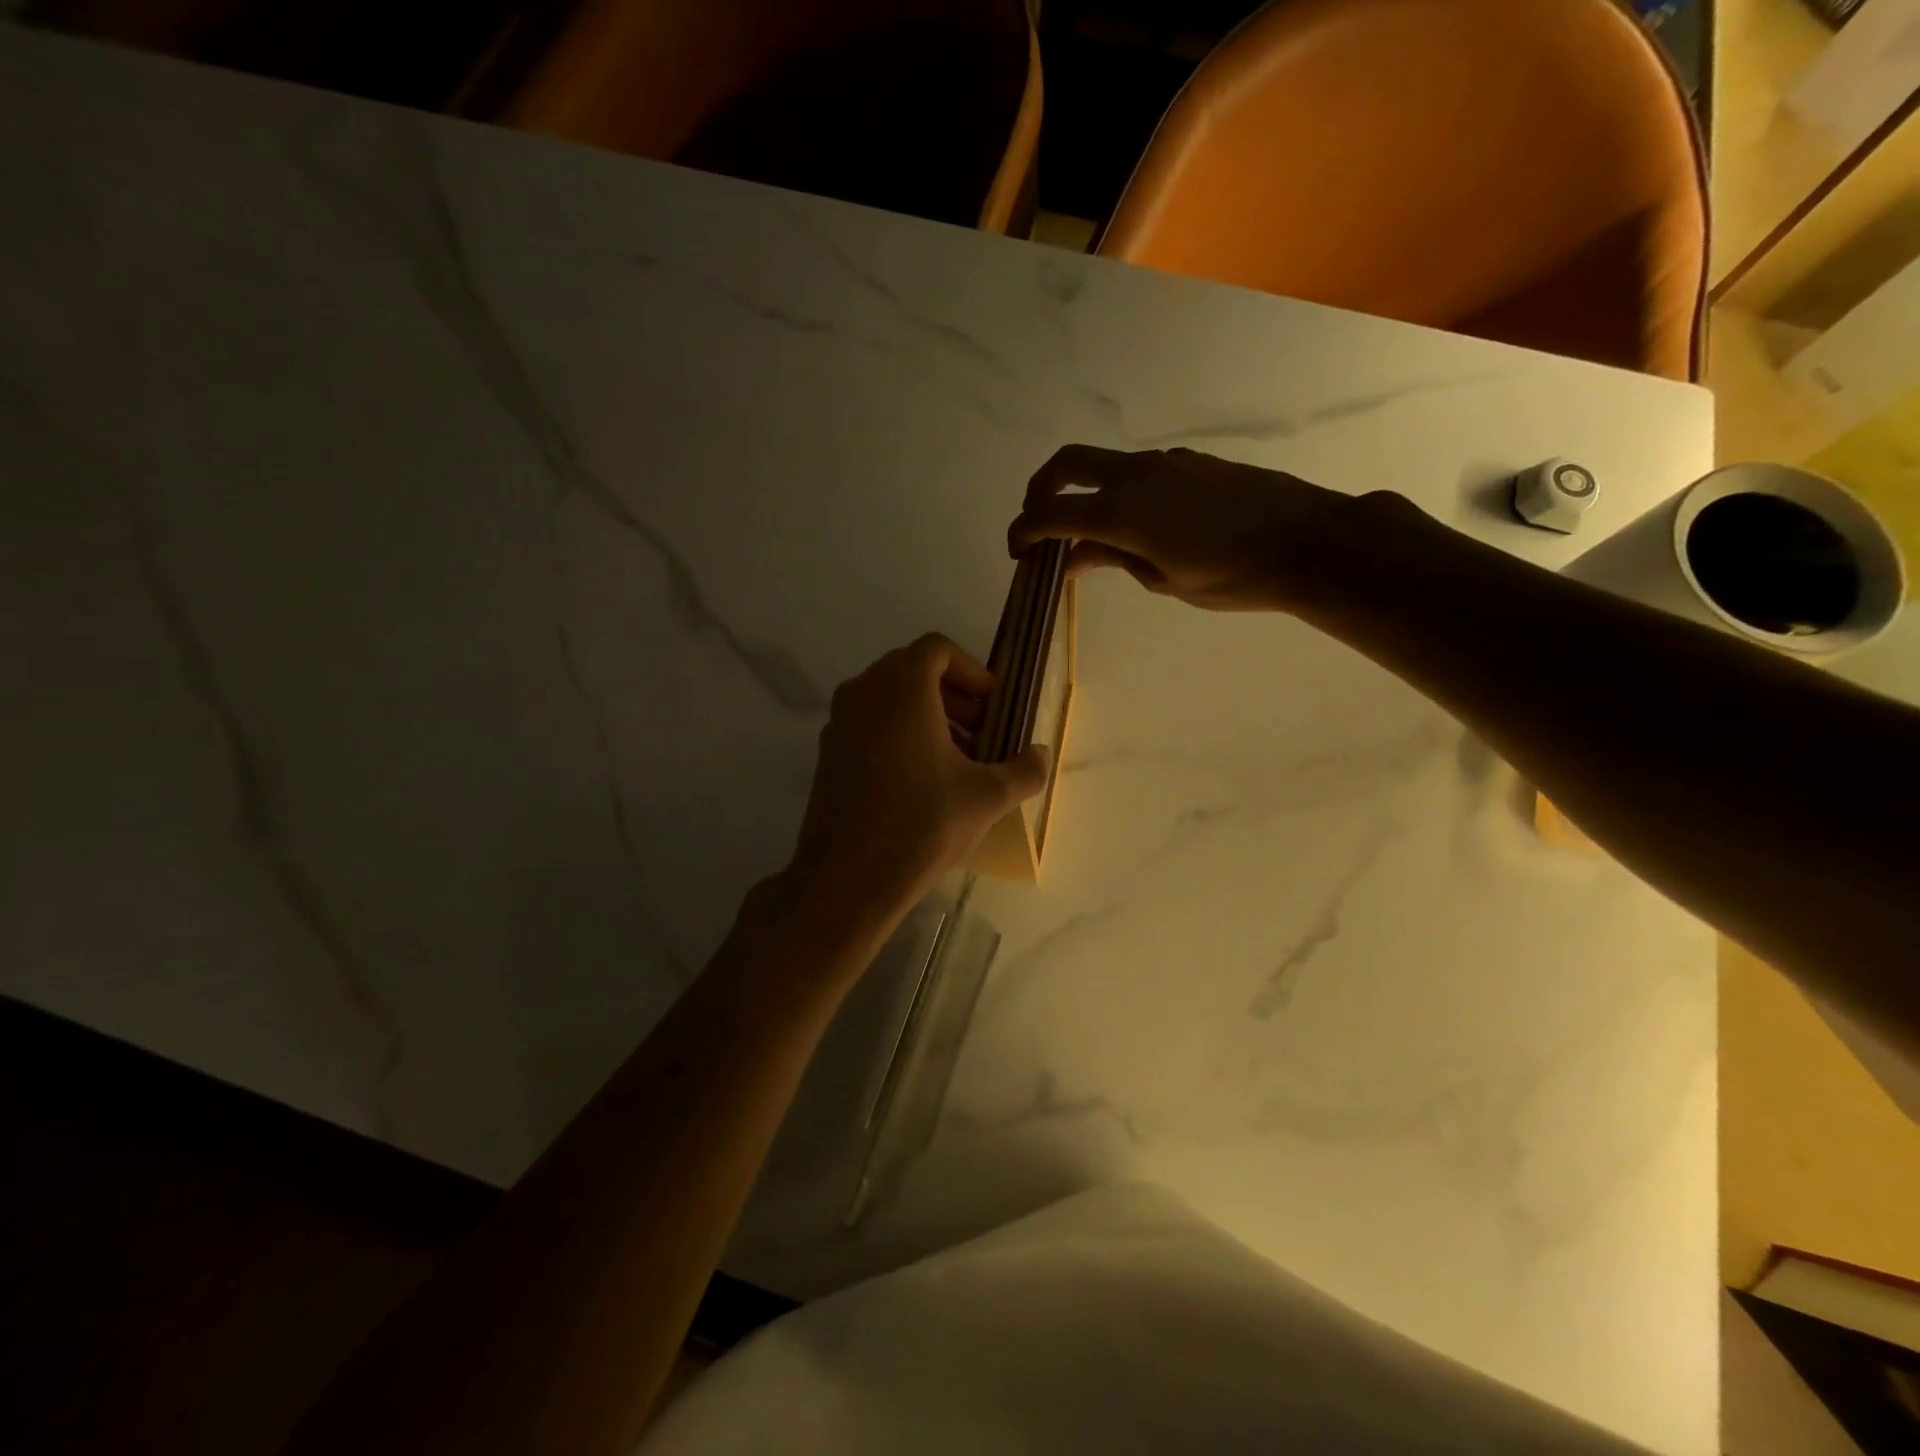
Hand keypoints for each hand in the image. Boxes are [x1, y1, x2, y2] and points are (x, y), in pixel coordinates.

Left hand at [782, 634, 1048, 929]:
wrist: (848, 876)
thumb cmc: (923, 823)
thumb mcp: (987, 797)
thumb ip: (1024, 770)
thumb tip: (1041, 754)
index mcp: (902, 687)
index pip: (937, 650)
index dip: (972, 671)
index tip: (992, 705)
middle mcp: (864, 692)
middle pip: (912, 671)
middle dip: (953, 696)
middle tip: (980, 732)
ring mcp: (839, 722)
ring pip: (888, 699)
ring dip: (926, 716)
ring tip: (956, 760)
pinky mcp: (827, 753)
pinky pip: (868, 724)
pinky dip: (897, 734)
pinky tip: (920, 781)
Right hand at [1007, 443, 1355, 612]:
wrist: (1307, 541)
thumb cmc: (1231, 575)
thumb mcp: (1163, 579)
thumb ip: (1113, 558)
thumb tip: (1075, 554)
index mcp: (1121, 509)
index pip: (1052, 513)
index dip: (1024, 530)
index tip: (1016, 550)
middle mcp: (1136, 474)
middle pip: (1068, 464)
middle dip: (1040, 490)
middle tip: (1036, 522)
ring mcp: (1166, 462)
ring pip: (1106, 466)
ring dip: (1084, 491)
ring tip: (1091, 535)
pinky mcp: (1192, 462)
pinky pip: (1139, 471)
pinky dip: (1119, 492)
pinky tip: (1138, 525)